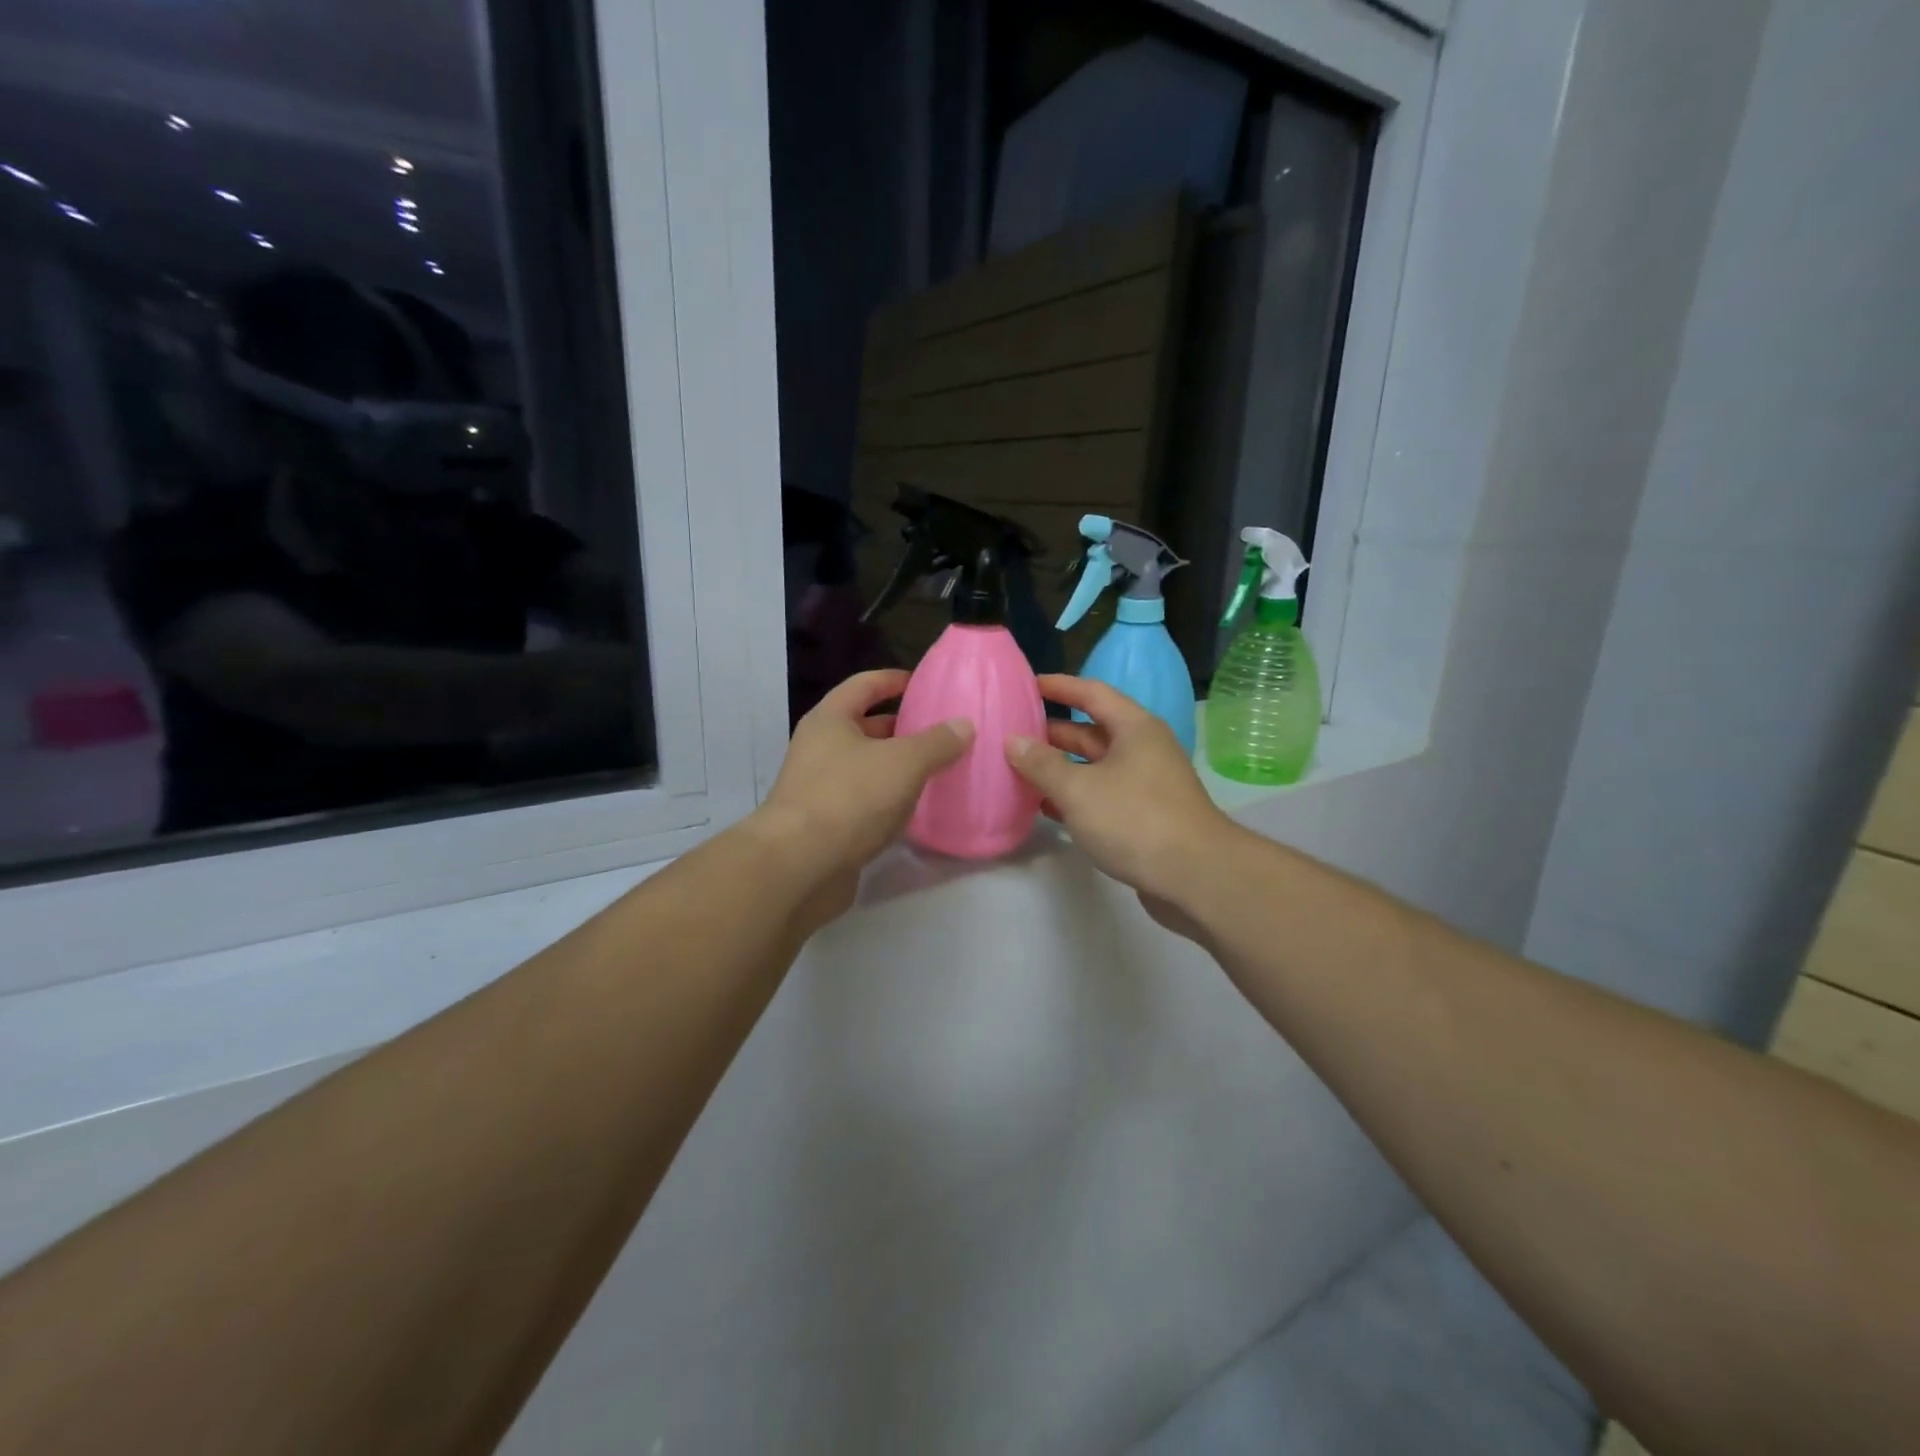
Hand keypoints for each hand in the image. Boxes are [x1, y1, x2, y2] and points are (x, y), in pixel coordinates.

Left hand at [751, 669, 972, 923]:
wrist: (799, 865)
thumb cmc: (850, 798)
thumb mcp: (903, 762)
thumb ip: (937, 742)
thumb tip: (963, 724)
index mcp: (830, 720)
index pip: (863, 686)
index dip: (892, 680)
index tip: (922, 682)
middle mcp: (818, 749)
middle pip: (863, 727)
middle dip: (899, 728)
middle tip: (939, 731)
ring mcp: (818, 789)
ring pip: (864, 767)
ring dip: (895, 767)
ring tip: (935, 769)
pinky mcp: (824, 825)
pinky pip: (862, 802)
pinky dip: (887, 801)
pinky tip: (913, 810)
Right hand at [1004, 676, 1237, 926]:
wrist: (1196, 877)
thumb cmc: (1135, 820)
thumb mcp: (1078, 789)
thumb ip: (1042, 764)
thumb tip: (1012, 741)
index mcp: (1134, 728)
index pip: (1092, 693)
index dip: (1059, 686)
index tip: (1027, 684)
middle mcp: (1142, 750)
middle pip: (1091, 731)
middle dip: (1052, 732)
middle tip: (1011, 733)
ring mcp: (1145, 784)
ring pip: (1094, 767)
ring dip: (1059, 768)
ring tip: (1018, 769)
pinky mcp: (1143, 816)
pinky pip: (1100, 795)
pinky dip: (1073, 797)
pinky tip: (1044, 807)